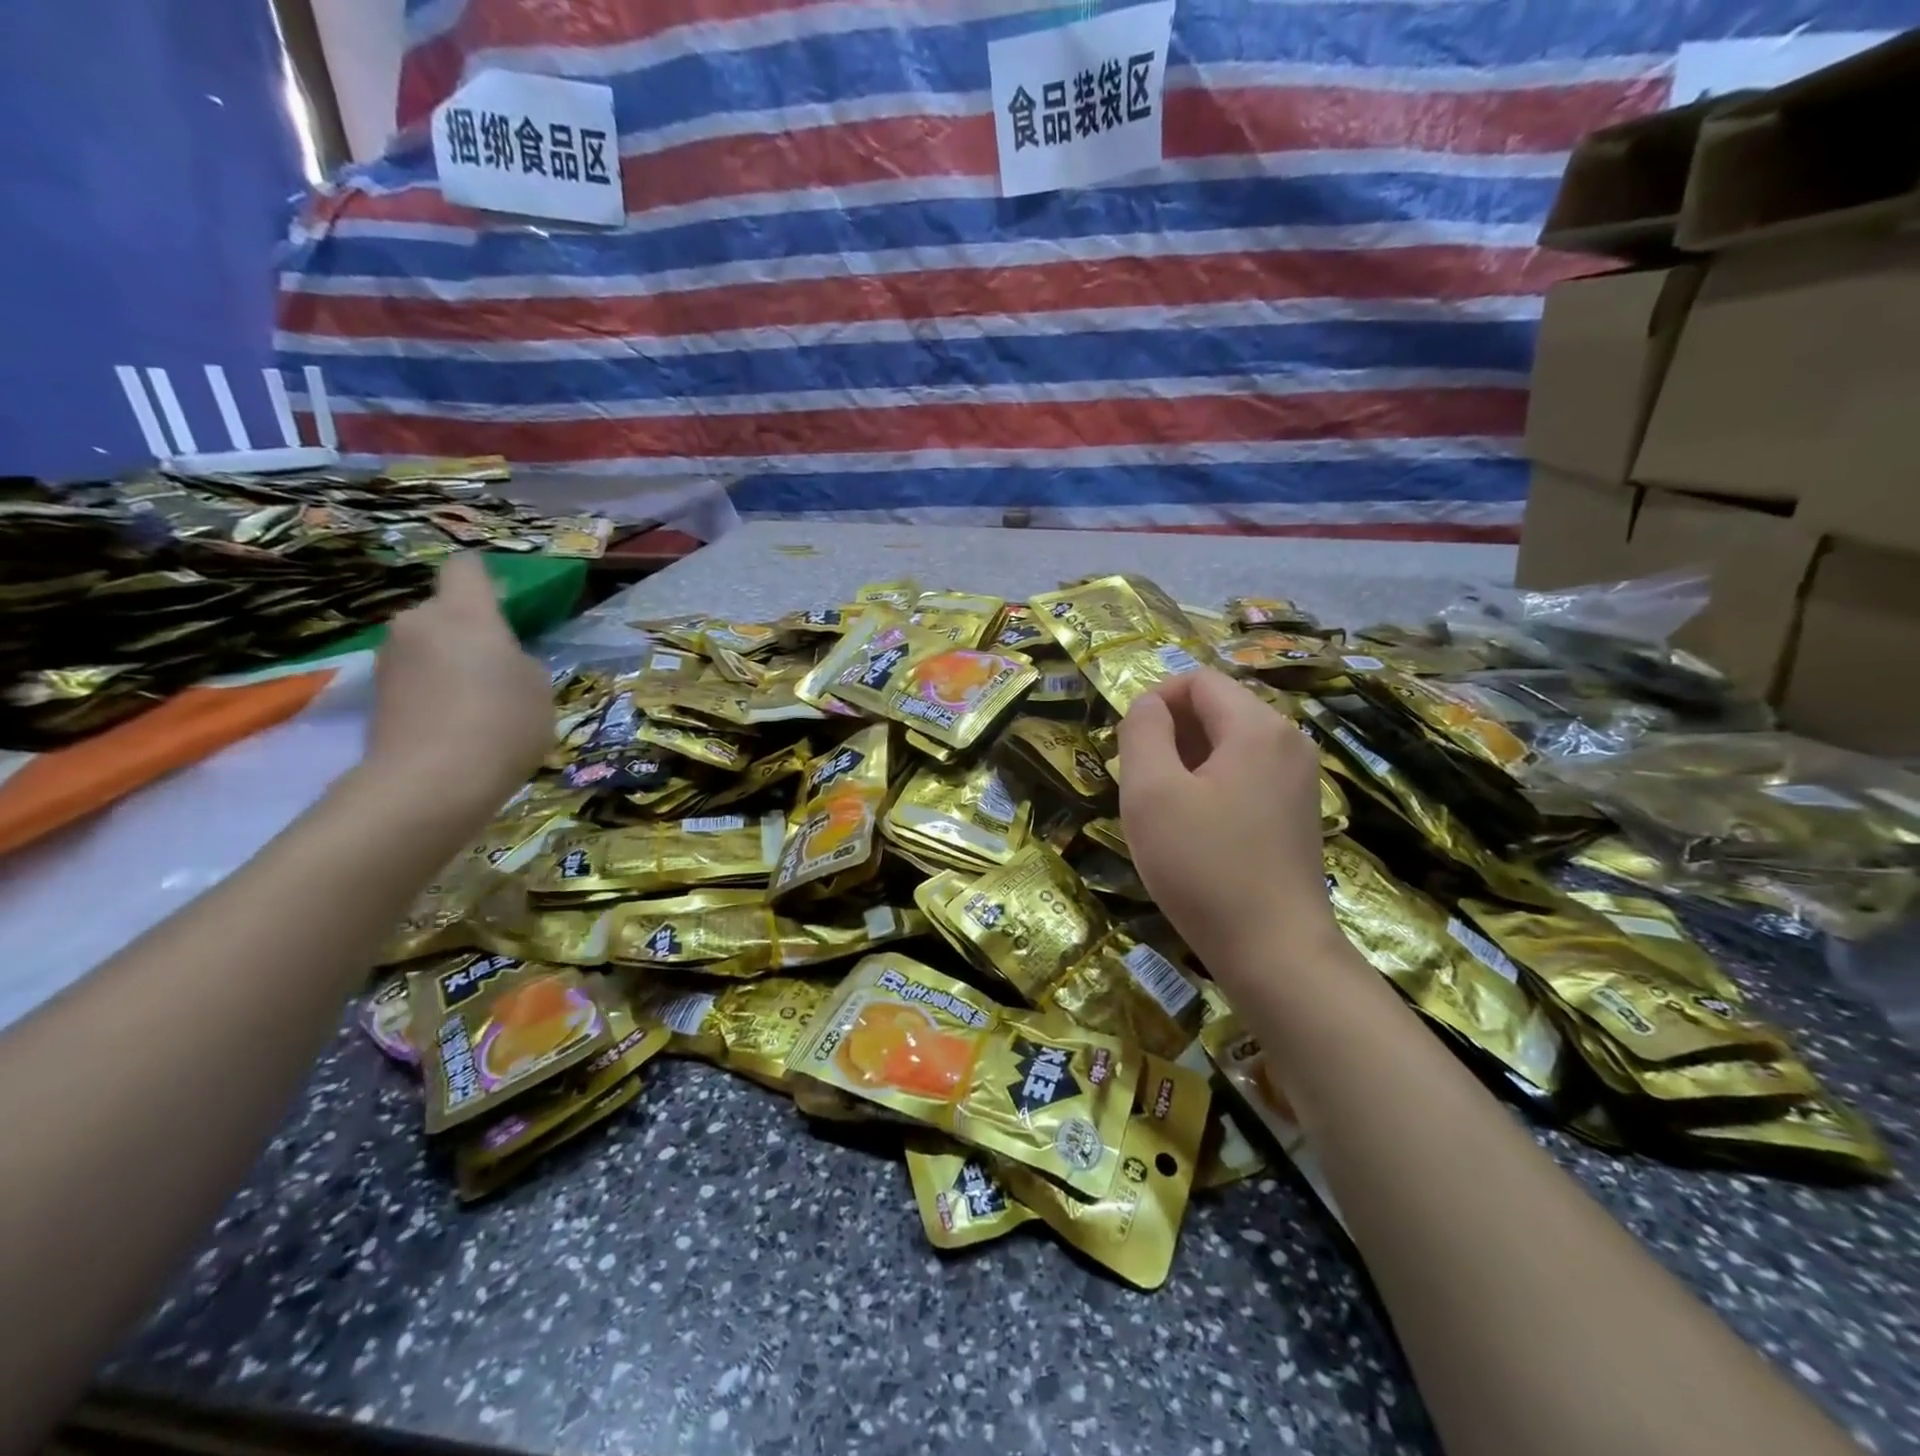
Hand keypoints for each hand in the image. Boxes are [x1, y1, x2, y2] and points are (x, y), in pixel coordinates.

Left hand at [363, 555, 551, 814]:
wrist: (431, 782)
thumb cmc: (502, 722)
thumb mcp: (539, 688)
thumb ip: (520, 661)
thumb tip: (498, 662)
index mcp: (464, 611)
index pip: (467, 568)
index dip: (486, 579)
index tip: (506, 604)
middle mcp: (418, 622)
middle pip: (445, 611)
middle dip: (469, 632)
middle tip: (499, 668)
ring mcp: (390, 659)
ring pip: (428, 646)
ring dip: (450, 663)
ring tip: (479, 703)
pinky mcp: (376, 695)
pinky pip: (416, 678)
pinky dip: (434, 691)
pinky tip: (456, 724)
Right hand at [1117, 669, 1339, 978]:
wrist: (1274, 952)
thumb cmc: (1203, 867)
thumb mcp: (1152, 794)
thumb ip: (1142, 733)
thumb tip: (1148, 707)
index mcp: (1257, 727)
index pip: (1198, 681)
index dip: (1155, 702)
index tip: (1129, 748)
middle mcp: (1288, 741)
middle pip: (1217, 709)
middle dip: (1171, 734)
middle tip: (1142, 784)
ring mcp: (1299, 778)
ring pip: (1230, 744)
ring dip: (1187, 762)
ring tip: (1165, 810)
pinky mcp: (1297, 811)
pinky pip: (1246, 774)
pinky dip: (1212, 784)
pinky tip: (1195, 829)